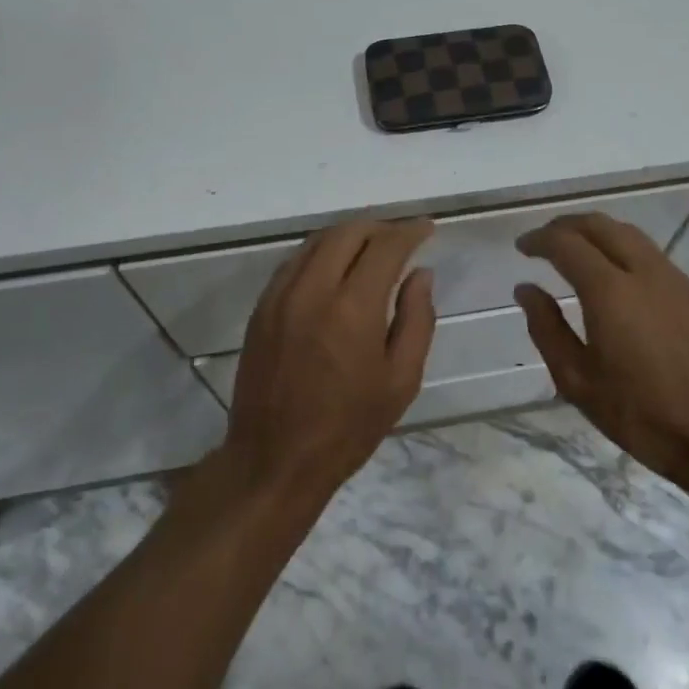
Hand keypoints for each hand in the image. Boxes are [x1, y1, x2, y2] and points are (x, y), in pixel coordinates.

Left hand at [221, 219, 436, 502]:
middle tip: (401, 238)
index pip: (385, 247)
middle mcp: (313, 290)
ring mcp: (281, 295)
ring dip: (349, 235)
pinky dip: (321, 252)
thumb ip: (417, 319)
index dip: (409, 231)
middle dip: (380, 227)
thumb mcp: (401, 380)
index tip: (426, 228)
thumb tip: (421, 273)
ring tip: (371, 248)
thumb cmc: (348, 427)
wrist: (274, 460)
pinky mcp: (262, 307)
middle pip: (348, 232)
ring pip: (318, 241)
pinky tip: (335, 268)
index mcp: (352, 309)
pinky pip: (295, 261)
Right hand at [515, 214, 688, 485]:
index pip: (566, 244)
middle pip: (599, 225)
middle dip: (566, 226)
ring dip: (594, 232)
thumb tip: (526, 289)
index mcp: (610, 291)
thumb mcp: (578, 381)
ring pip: (626, 232)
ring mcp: (671, 277)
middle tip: (543, 241)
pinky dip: (619, 245)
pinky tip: (611, 270)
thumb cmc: (640, 413)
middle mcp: (642, 271)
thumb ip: (547, 329)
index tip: (522, 247)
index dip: (539, 240)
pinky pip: (646, 250)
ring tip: (574, 249)